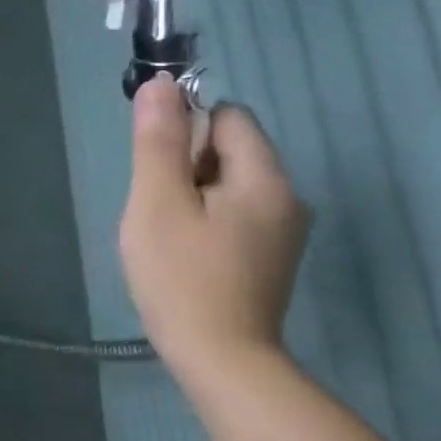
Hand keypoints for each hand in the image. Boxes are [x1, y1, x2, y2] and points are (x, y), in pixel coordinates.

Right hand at [119, 76, 310, 374]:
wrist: (219, 356)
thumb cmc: (180, 274)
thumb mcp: (157, 201)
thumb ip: (160, 141)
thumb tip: (160, 84)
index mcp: (265, 178)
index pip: (228, 117)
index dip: (184, 128)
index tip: (153, 164)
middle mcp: (287, 196)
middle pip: (229, 149)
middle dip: (183, 164)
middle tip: (155, 205)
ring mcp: (282, 229)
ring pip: (226, 181)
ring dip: (189, 192)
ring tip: (164, 230)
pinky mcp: (268, 253)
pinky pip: (232, 210)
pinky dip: (201, 216)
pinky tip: (181, 248)